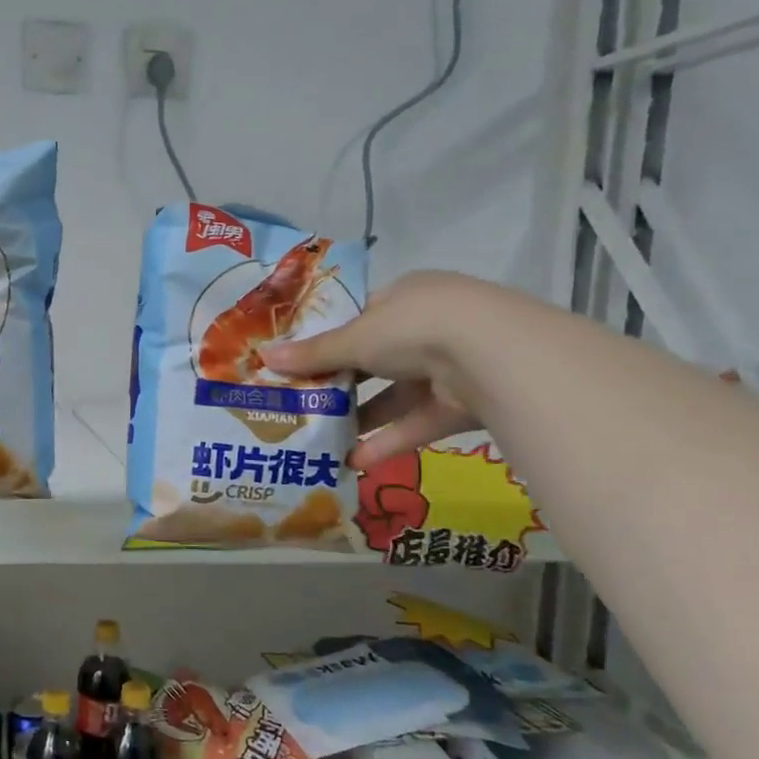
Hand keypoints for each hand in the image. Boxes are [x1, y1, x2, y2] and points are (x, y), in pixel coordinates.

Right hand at [259, 271, 492, 469]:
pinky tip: (355, 461)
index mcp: (406, 297)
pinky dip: (388, 441)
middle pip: (376, 359)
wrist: (494, 355)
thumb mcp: (355, 338)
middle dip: (342, 384)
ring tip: (322, 440)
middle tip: (304, 404)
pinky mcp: (463, 404)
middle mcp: (429, 328)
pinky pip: (418, 423)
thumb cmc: (414, 327)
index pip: (362, 317)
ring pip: (396, 396)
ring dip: (362, 419)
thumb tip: (263, 356)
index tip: (298, 363)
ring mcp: (450, 366)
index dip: (330, 340)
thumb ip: (313, 353)